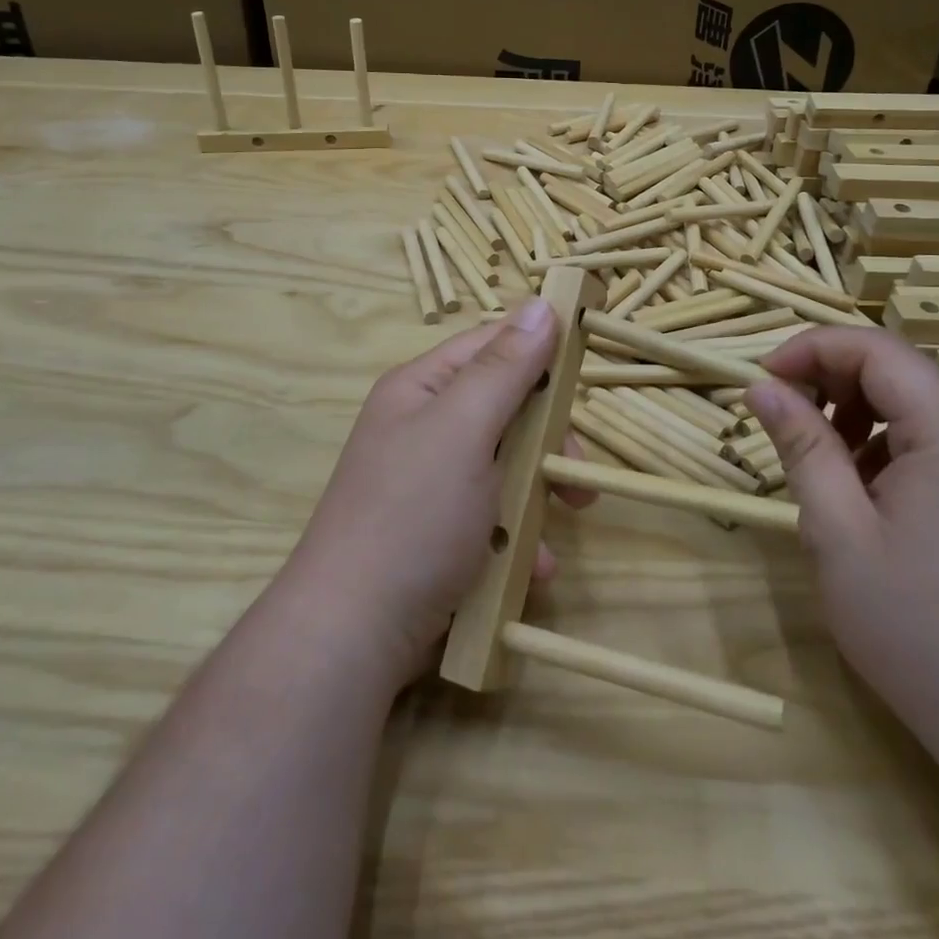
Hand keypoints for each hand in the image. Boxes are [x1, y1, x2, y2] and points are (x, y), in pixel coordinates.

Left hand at [281, 298, 593, 688]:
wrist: (353, 635)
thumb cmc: (414, 515)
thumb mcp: (464, 429)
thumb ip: (506, 368)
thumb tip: (540, 304)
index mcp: (421, 389)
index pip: (490, 344)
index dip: (538, 349)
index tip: (585, 372)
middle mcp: (424, 427)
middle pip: (505, 408)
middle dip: (547, 439)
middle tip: (578, 471)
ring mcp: (430, 483)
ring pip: (507, 465)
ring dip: (539, 493)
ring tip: (567, 521)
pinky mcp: (439, 532)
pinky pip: (493, 515)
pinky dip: (517, 535)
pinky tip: (530, 567)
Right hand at [745, 328, 938, 754]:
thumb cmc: (920, 628)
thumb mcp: (839, 533)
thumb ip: (801, 448)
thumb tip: (762, 387)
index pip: (875, 349)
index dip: (810, 349)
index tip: (761, 380)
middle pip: (896, 370)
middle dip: (829, 379)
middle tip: (781, 419)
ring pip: (912, 405)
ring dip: (853, 413)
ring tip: (817, 462)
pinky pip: (931, 442)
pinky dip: (882, 446)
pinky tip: (860, 495)